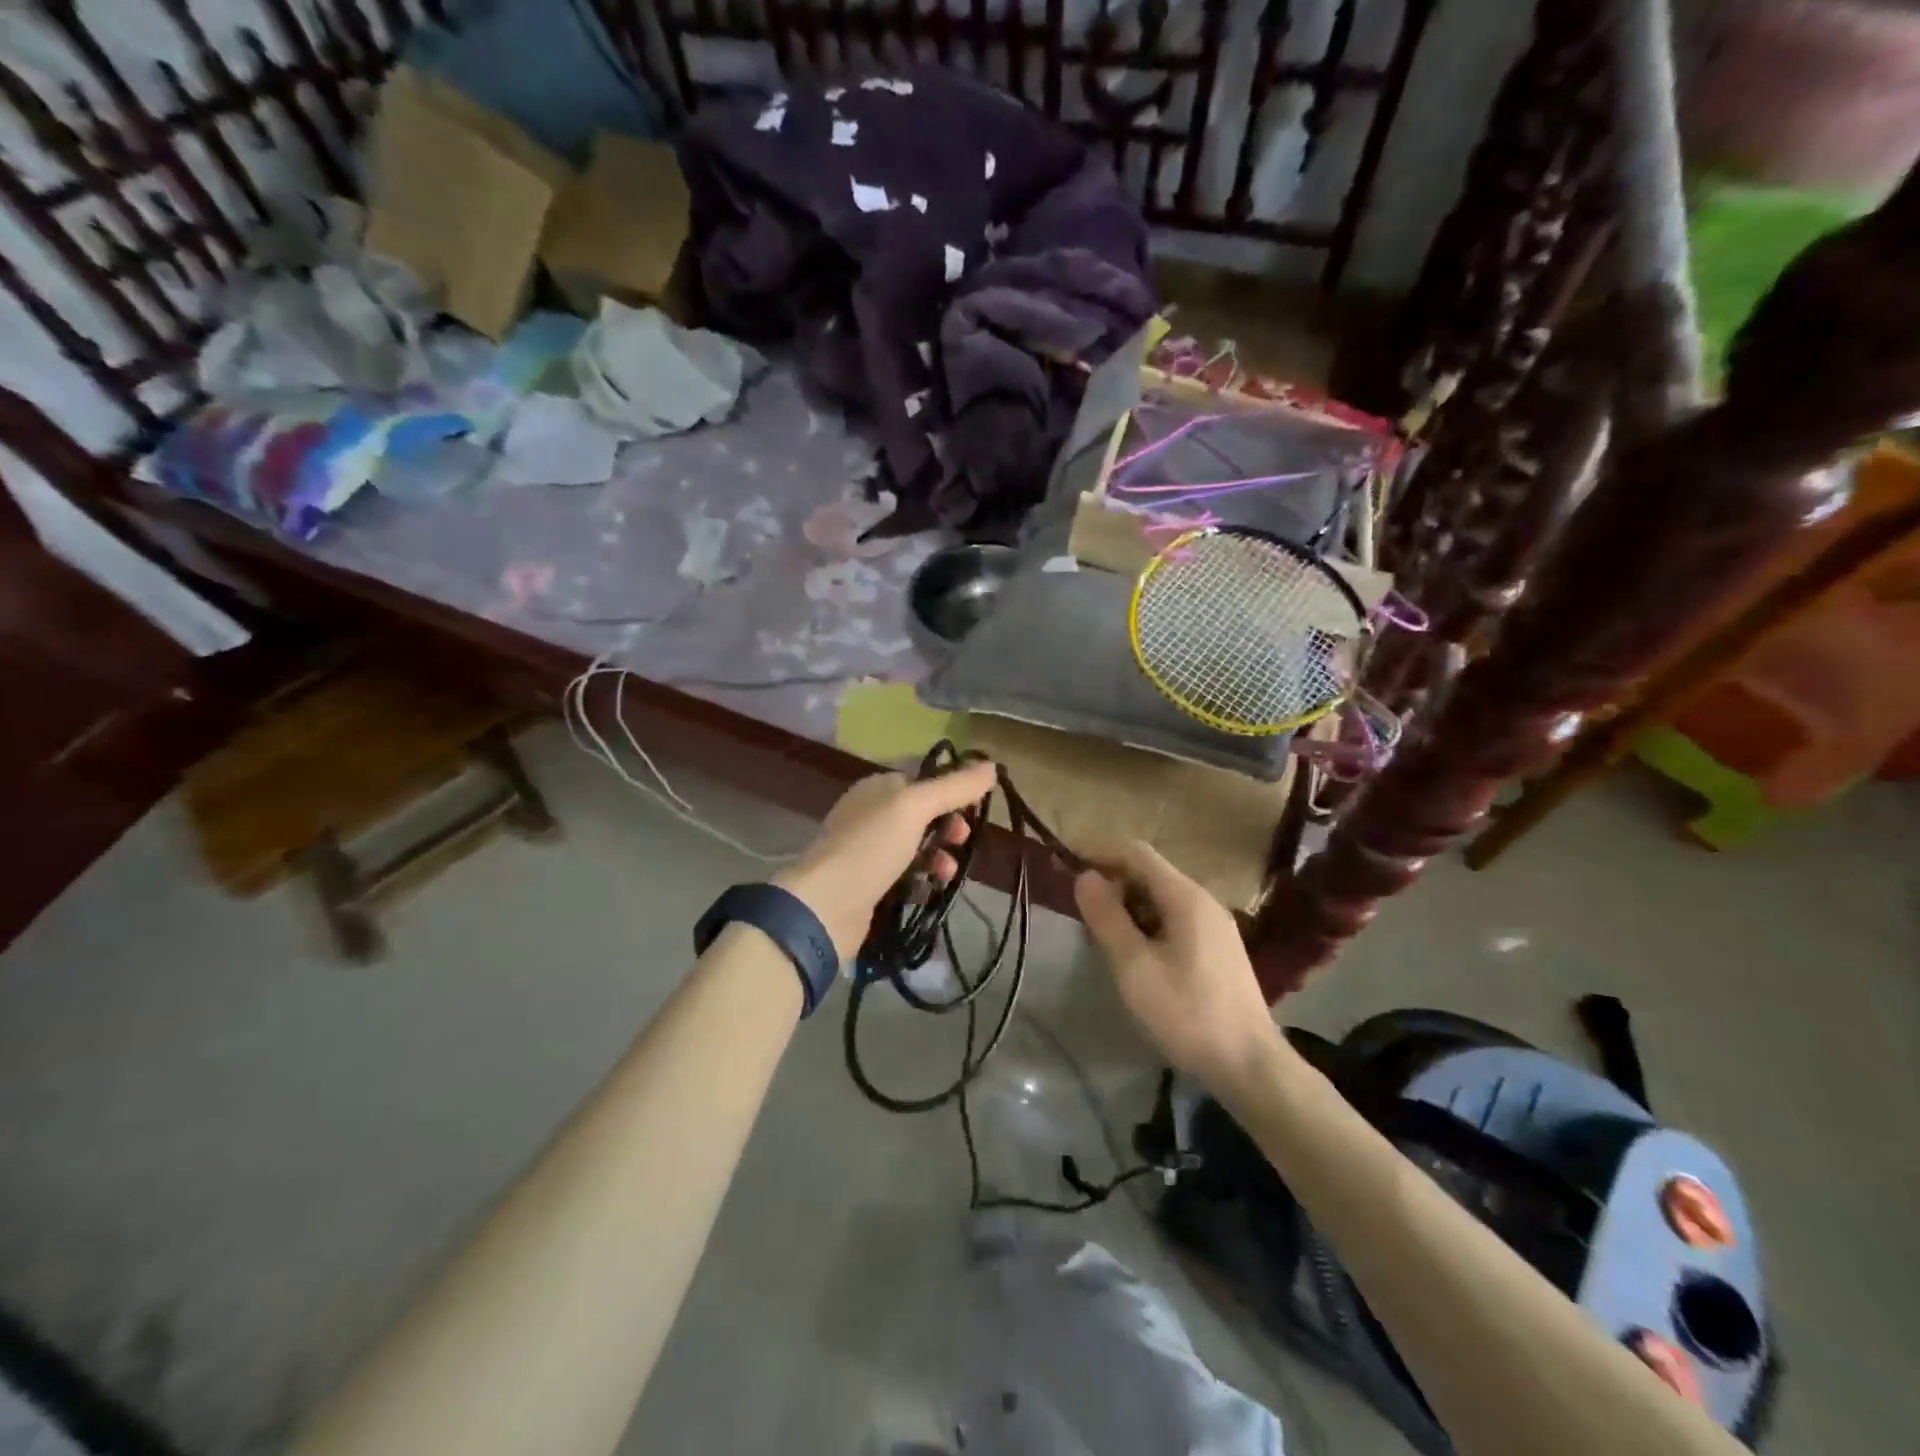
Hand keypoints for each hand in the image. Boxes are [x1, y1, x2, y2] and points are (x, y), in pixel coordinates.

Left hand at [777, 761, 997, 960]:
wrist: (825, 906)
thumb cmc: (871, 847)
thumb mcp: (914, 807)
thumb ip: (954, 787)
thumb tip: (991, 765)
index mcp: (877, 788)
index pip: (922, 779)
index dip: (951, 789)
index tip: (975, 806)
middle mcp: (871, 815)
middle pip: (922, 815)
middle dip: (948, 826)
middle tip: (963, 840)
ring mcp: (868, 852)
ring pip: (916, 848)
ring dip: (938, 858)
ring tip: (947, 873)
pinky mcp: (869, 886)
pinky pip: (905, 878)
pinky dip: (922, 883)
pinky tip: (929, 891)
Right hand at [1074, 841, 1280, 1097]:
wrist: (1250, 1065)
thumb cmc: (1187, 1013)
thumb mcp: (1135, 967)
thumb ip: (1107, 918)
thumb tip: (1085, 877)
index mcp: (1185, 897)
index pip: (1136, 853)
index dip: (1100, 852)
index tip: (1067, 863)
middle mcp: (1204, 901)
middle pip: (1150, 873)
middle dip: (1112, 882)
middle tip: (1081, 910)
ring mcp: (1215, 925)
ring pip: (1161, 898)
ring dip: (1128, 906)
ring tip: (1102, 934)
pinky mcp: (1218, 948)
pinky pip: (1175, 918)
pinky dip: (1147, 923)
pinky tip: (1135, 954)